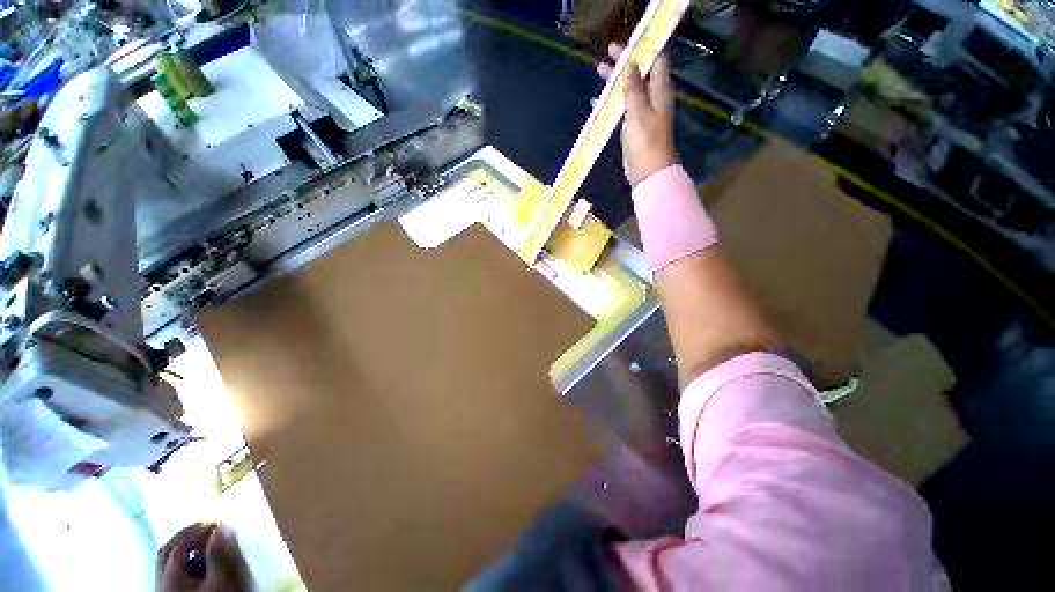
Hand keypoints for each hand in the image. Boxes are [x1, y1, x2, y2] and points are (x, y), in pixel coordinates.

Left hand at [157, 523, 249, 591]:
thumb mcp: (222, 582)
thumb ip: (219, 555)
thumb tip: (223, 526)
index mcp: (169, 578)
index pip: (177, 545)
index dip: (196, 530)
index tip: (218, 521)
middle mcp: (161, 583)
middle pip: (166, 553)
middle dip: (186, 536)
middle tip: (209, 526)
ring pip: (169, 565)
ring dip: (187, 549)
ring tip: (208, 543)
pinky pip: (175, 575)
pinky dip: (188, 563)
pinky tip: (203, 565)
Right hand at [597, 43, 676, 187]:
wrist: (648, 172)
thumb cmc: (646, 142)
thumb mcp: (639, 113)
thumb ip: (634, 90)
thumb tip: (631, 67)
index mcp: (659, 91)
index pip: (656, 61)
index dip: (643, 49)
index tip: (627, 43)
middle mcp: (653, 98)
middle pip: (640, 73)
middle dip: (625, 62)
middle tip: (608, 52)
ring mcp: (643, 113)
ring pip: (629, 90)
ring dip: (616, 80)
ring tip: (599, 70)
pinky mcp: (633, 127)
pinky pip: (622, 107)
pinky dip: (612, 101)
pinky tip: (599, 100)